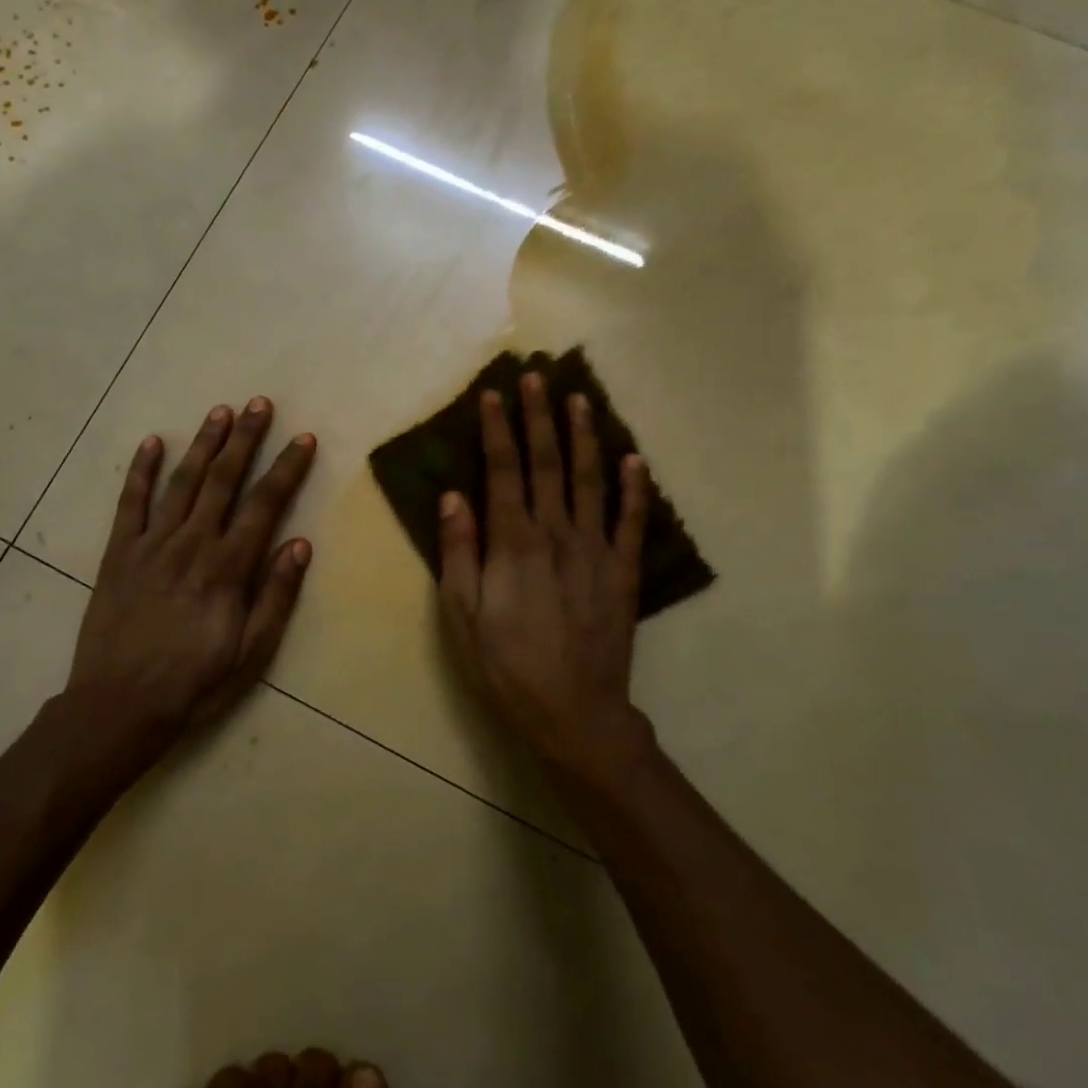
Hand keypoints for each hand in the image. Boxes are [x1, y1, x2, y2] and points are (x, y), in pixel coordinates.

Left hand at [66, 398, 316, 752]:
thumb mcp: (251, 654)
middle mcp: (191, 544)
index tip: (303, 439)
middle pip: (223, 480)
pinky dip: (140, 470)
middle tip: (259, 404)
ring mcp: (151, 545)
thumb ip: (276, 596)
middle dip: (244, 439)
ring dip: (203, 444)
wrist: (117, 707)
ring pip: (182, 482)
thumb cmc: (194, 685)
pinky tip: (152, 442)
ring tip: (220, 411)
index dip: (286, 469)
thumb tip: (300, 544)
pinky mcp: (119, 553)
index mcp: (227, 569)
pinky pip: (130, 503)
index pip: (264, 505)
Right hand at [438, 373, 648, 764]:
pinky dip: (634, 488)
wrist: (574, 712)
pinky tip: (633, 459)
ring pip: (591, 480)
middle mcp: (557, 533)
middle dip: (540, 416)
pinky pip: (631, 521)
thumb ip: (459, 551)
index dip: (499, 429)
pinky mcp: (623, 571)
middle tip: (538, 375)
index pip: (503, 470)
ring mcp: (596, 550)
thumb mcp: (462, 614)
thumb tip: (453, 495)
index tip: (495, 393)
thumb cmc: (506, 665)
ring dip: (585, 436)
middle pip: (548, 463)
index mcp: (514, 543)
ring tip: (580, 399)